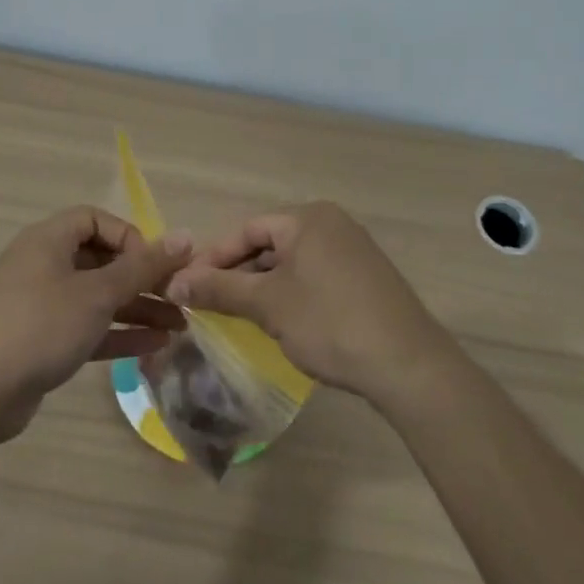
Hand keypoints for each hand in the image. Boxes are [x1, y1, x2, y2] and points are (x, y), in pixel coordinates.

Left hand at [0, 207, 191, 439]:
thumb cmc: (39, 327)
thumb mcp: (97, 294)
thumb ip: (142, 267)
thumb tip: (186, 237)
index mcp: (49, 240)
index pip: (96, 220)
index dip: (129, 237)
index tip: (154, 265)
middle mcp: (44, 265)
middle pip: (101, 260)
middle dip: (142, 279)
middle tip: (180, 299)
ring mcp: (41, 304)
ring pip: (97, 297)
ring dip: (137, 308)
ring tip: (180, 327)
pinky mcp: (41, 341)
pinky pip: (87, 327)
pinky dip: (117, 333)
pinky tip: (155, 345)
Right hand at [166, 202, 455, 407]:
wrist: (409, 365)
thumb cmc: (330, 323)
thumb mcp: (267, 305)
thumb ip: (219, 289)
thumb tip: (174, 283)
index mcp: (308, 218)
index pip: (247, 229)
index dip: (213, 257)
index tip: (187, 284)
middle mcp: (332, 224)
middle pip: (269, 243)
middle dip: (237, 272)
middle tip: (209, 301)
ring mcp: (353, 250)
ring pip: (292, 262)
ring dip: (262, 285)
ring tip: (238, 314)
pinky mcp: (367, 278)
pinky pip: (315, 276)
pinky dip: (291, 293)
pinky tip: (280, 321)